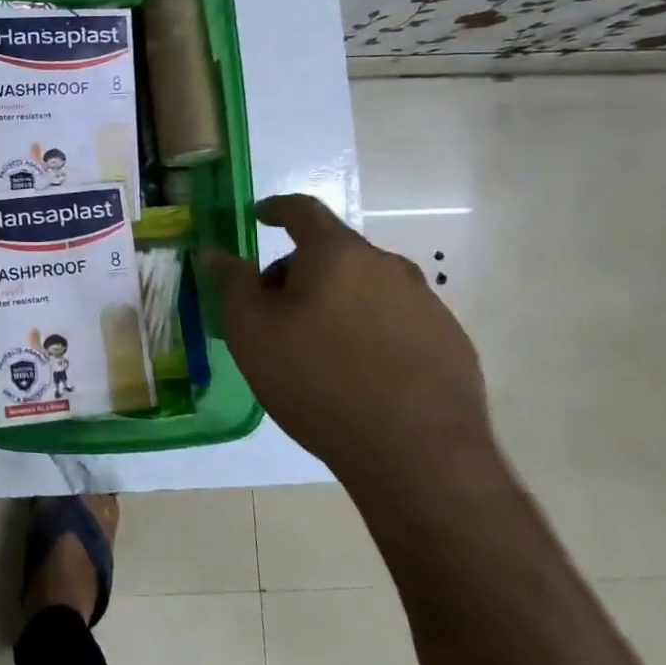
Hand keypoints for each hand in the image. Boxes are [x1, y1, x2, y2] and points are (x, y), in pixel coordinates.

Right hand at [204, 195, 495, 505]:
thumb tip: (215, 251)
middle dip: (299, 270)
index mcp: (337, 254)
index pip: (303, 210)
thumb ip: (231, 282)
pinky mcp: (450, 341)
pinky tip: (360, 373)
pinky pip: (396, 319)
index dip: (276, 208)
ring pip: (366, 286)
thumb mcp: (251, 332)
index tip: (259, 217)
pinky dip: (370, 329)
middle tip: (274, 310)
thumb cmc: (317, 381)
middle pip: (333, 252)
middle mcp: (387, 266)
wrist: (417, 456)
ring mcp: (426, 303)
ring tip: (317, 348)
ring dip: (336, 301)